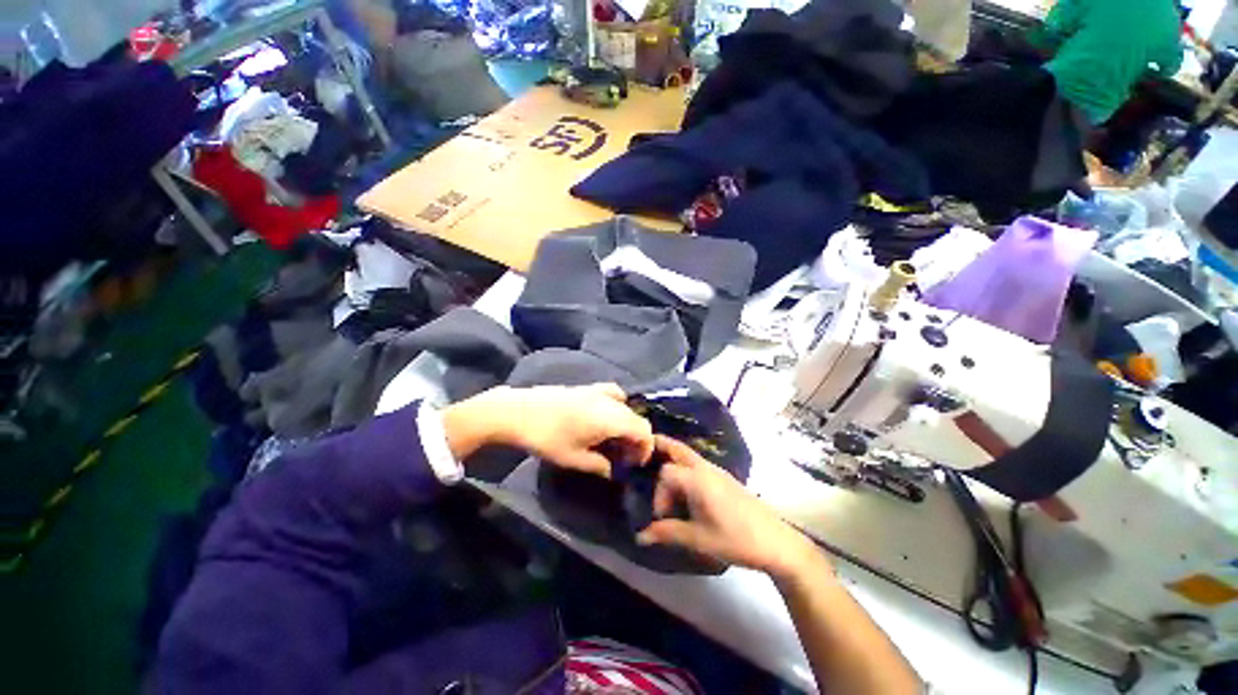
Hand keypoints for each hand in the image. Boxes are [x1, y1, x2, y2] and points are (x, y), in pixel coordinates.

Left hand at [442, 384, 653, 476]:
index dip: (645, 448)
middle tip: (623, 456)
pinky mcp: (587, 387)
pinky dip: (617, 404)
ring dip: (627, 423)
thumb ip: (598, 466)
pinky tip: (605, 414)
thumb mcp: (573, 459)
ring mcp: (598, 391)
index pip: (642, 430)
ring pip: (626, 407)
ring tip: (615, 438)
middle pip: (636, 418)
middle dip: (636, 438)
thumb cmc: (547, 438)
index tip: (635, 463)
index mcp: (610, 419)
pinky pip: (613, 393)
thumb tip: (611, 470)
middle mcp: (609, 402)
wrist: (520, 412)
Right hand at [636, 436, 822, 579]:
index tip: (662, 517)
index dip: (659, 494)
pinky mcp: (724, 477)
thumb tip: (640, 536)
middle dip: (659, 448)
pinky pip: (697, 463)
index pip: (666, 473)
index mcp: (697, 479)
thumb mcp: (698, 539)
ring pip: (688, 454)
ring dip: (672, 457)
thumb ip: (667, 533)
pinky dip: (684, 465)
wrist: (775, 541)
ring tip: (659, 469)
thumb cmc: (735, 539)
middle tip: (643, 455)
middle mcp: (705, 468)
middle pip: (677, 448)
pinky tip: (684, 487)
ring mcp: (717, 470)